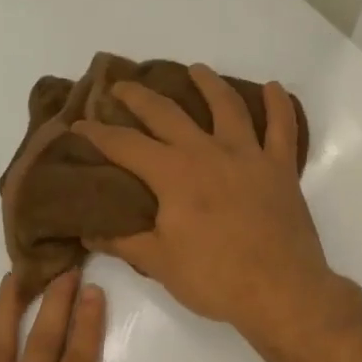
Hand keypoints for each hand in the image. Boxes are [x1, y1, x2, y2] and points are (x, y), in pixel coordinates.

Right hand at [72, 64, 334, 341]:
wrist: (280, 291)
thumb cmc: (215, 279)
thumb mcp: (160, 263)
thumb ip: (124, 241)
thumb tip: (89, 230)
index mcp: (173, 174)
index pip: (125, 145)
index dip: (97, 134)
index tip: (78, 126)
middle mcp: (208, 152)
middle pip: (167, 113)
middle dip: (139, 97)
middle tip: (121, 87)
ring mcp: (248, 156)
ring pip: (227, 106)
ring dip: (208, 83)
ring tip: (196, 70)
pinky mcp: (281, 169)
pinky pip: (282, 128)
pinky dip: (279, 105)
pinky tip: (274, 88)